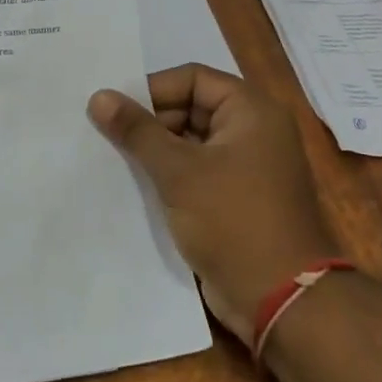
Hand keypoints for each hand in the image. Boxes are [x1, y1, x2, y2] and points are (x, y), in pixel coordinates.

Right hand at [89, 66, 336, 341]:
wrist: (282, 302)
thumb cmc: (233, 220)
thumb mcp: (179, 171)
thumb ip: (137, 131)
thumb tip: (99, 96)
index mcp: (251, 110)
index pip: (192, 78)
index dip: (152, 89)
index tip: (114, 108)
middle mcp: (253, 130)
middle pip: (191, 108)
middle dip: (150, 121)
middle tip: (107, 134)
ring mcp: (247, 166)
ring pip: (191, 142)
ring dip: (156, 150)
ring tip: (113, 157)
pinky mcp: (237, 198)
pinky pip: (198, 171)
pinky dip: (170, 175)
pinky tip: (135, 185)